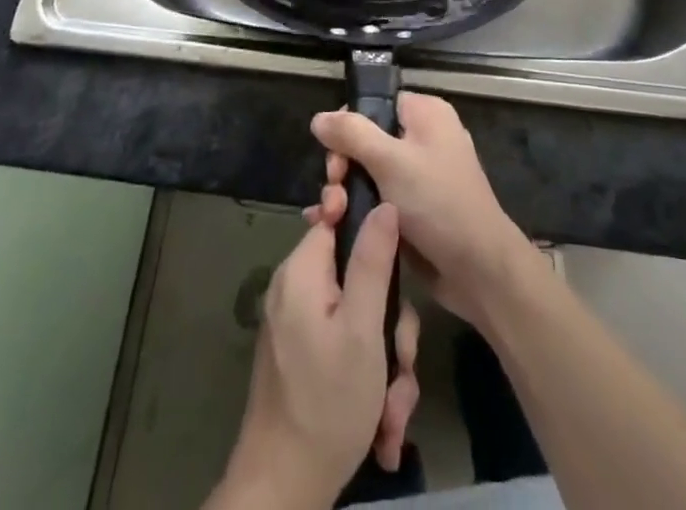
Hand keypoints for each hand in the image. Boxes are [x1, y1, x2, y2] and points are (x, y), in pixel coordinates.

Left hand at [212, 206, 421, 509]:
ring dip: (386, 365)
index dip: (370, 230)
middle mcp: (297, 290)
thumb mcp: (363, 329)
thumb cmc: (327, 402)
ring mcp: (300, 326)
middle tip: (401, 365)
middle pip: (359, 278)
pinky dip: (369, 380)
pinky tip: (381, 425)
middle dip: (390, 327)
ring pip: (360, 320)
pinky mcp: (306, 358)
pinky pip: (347, 347)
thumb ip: (373, 261)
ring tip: (392, 413)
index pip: (337, 218)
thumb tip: (384, 203)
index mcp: (303, 271)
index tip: (396, 263)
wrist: (283, 490)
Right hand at [311, 93, 535, 327]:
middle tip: (334, 192)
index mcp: (425, 114)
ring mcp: (418, 177)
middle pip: (366, 140)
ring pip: (367, 173)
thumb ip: (352, 134)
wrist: (478, 269)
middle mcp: (423, 139)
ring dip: (344, 193)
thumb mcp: (390, 161)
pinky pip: (376, 199)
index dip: (349, 125)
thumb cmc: (437, 202)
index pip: (375, 104)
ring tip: (330, 217)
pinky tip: (331, 226)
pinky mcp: (413, 210)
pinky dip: (355, 210)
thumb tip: (318, 118)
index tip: (334, 156)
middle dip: (342, 166)